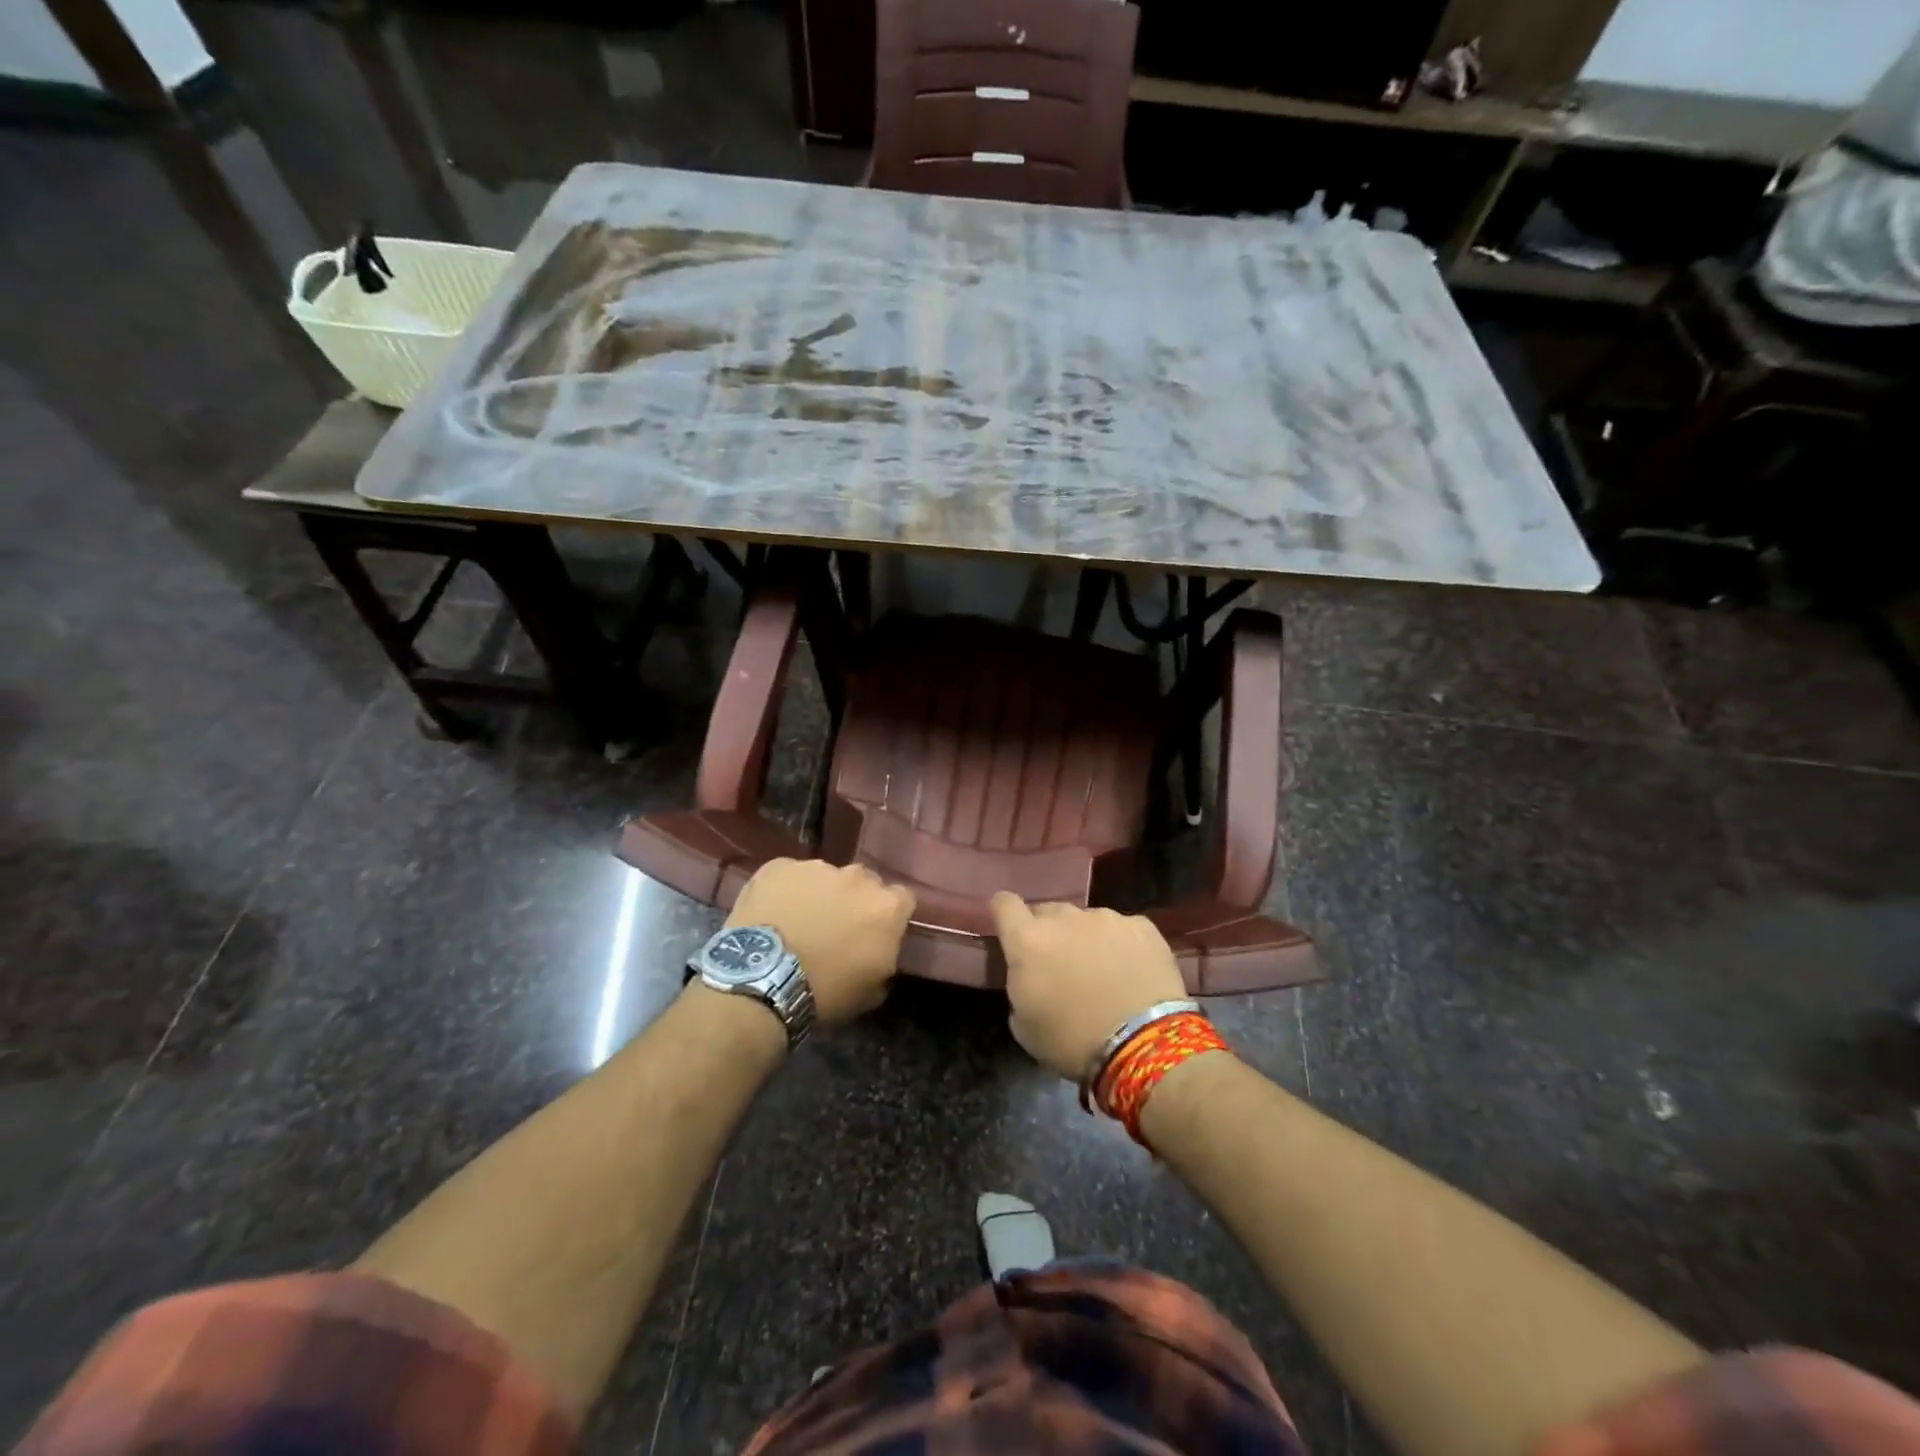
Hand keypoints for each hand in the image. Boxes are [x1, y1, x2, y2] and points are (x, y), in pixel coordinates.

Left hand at [728, 859, 915, 1023]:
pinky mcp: (779, 866)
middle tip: (835, 927)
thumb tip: (879, 953)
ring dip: (819, 894)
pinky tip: (772, 914)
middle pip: (864, 882)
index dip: (889, 916)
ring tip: (798, 921)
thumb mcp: (871, 991)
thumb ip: (885, 961)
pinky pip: (789, 876)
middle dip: (854, 900)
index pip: (902, 899)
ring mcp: (817, 867)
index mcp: (886, 907)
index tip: (875, 932)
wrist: (762, 982)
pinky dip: (785, 891)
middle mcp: (857, 877)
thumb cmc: (825, 992)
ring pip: (825, 877)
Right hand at [990, 894, 1187, 1079]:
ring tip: (1101, 972)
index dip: (1004, 914)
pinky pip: (1123, 929)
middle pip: (1048, 912)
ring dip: (1086, 938)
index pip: (1004, 904)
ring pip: (1086, 920)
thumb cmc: (1072, 1041)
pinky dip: (1122, 945)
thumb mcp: (1024, 1026)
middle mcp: (1064, 918)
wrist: (1142, 1044)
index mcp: (1028, 940)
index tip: (1010, 930)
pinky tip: (1132, 972)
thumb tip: (1030, 976)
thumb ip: (1019, 986)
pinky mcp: (1141, 925)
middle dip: (1048, 932)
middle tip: (1059, 964)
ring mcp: (1106, 918)